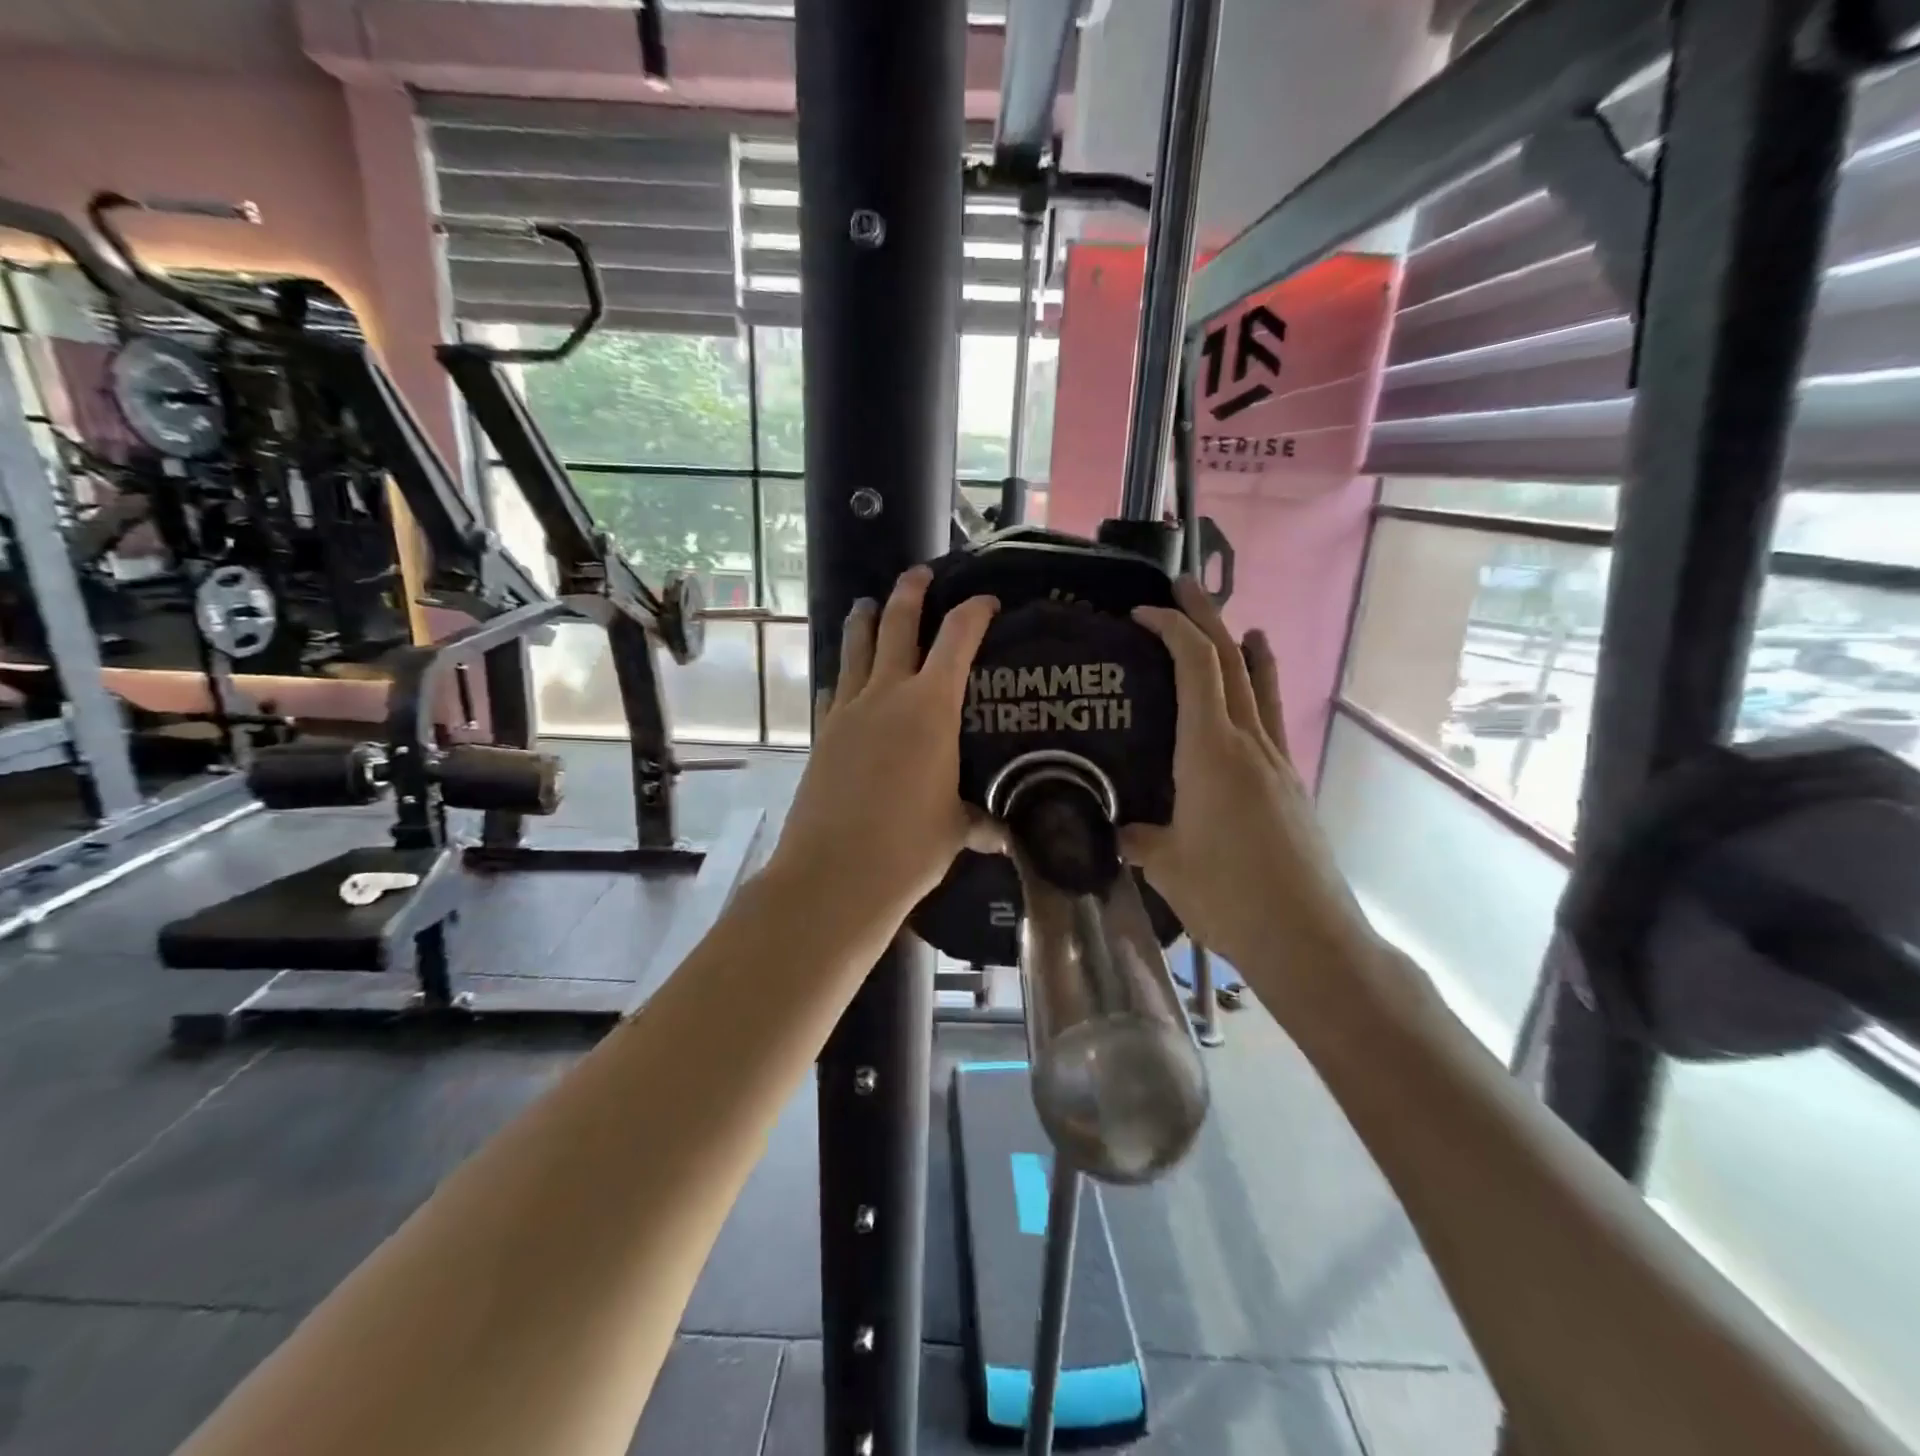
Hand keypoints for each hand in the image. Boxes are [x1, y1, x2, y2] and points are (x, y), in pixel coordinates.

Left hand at [768, 565, 999, 924]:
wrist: (834, 875)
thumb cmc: (909, 848)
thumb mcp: (957, 829)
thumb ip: (981, 820)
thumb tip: (1004, 833)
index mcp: (931, 708)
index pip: (958, 640)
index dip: (974, 613)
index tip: (986, 601)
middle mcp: (887, 695)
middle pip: (898, 626)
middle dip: (910, 594)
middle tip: (919, 573)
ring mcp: (848, 712)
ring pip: (857, 649)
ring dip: (865, 621)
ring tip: (868, 604)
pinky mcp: (822, 734)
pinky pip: (834, 690)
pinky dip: (842, 675)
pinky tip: (841, 678)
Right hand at [1124, 578, 1374, 979]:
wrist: (1309, 937)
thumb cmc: (1229, 894)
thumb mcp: (1165, 865)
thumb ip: (1136, 837)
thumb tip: (1116, 828)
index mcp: (1212, 751)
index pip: (1196, 666)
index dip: (1171, 629)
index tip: (1141, 612)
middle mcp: (1250, 743)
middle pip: (1232, 662)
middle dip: (1206, 618)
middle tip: (1182, 589)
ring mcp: (1277, 763)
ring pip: (1260, 688)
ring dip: (1244, 650)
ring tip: (1239, 626)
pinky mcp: (1289, 786)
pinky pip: (1270, 721)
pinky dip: (1260, 693)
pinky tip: (1253, 704)